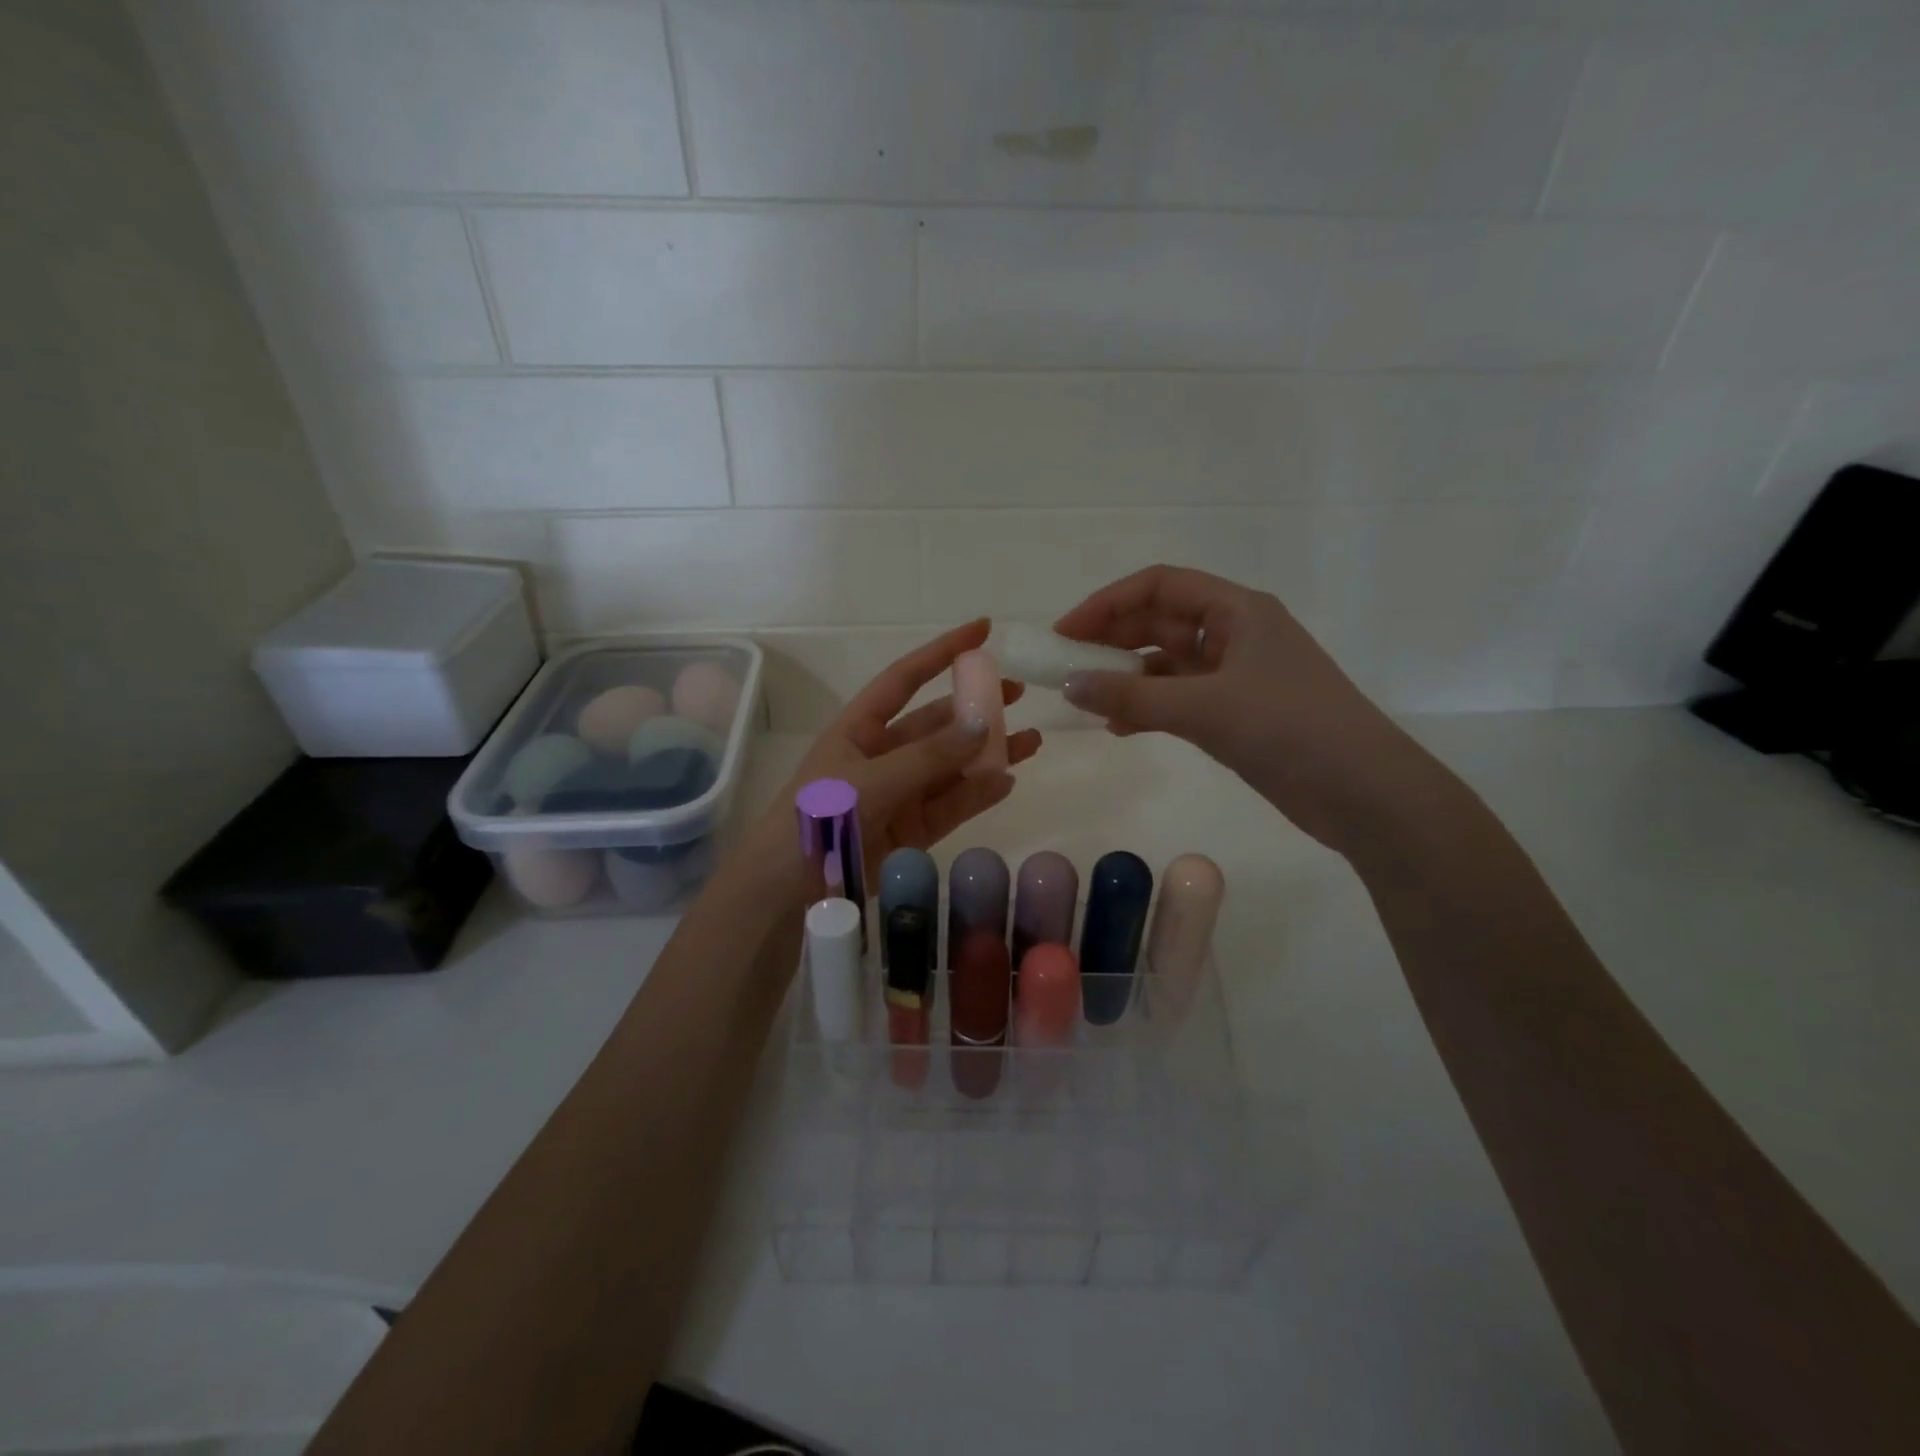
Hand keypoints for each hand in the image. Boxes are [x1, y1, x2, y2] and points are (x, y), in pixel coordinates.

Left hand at [747, 620, 1041, 880]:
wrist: (785, 892)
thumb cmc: (818, 820)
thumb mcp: (871, 781)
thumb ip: (928, 756)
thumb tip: (982, 724)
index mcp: (859, 729)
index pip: (906, 679)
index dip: (942, 652)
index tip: (983, 630)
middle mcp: (881, 755)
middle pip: (936, 722)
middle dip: (975, 707)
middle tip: (1018, 693)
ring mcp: (898, 793)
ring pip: (951, 765)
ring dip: (987, 752)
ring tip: (1031, 741)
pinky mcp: (911, 830)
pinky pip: (951, 805)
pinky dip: (978, 793)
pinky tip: (1007, 780)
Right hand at [1054, 566, 1428, 853]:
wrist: (1364, 793)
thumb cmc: (1289, 729)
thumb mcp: (1204, 708)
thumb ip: (1131, 698)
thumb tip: (1068, 686)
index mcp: (1238, 611)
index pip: (1160, 586)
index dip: (1108, 603)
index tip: (1066, 632)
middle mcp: (1235, 634)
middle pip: (1160, 622)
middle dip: (1111, 640)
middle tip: (1065, 666)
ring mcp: (1237, 676)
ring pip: (1166, 664)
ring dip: (1126, 678)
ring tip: (1085, 699)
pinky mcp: (1237, 714)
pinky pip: (1178, 700)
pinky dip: (1147, 709)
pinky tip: (1118, 727)